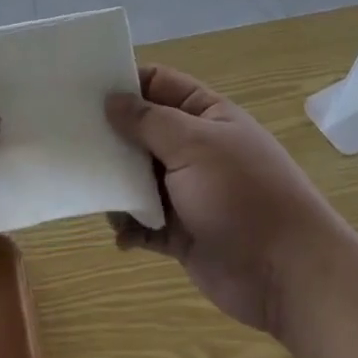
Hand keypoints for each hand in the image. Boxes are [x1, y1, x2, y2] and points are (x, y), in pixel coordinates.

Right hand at [106, 64, 352, 339]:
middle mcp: (194, 148)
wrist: (289, 275)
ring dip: (116, 184)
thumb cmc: (242, 195)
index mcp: (204, 115)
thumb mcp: (194, 145)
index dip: (123, 82)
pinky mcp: (182, 233)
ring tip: (90, 190)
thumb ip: (148, 121)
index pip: (158, 84)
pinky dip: (130, 227)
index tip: (81, 89)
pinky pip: (144, 222)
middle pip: (142, 131)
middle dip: (110, 136)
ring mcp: (188, 192)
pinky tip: (121, 235)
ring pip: (138, 177)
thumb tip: (111, 99)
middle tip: (68, 139)